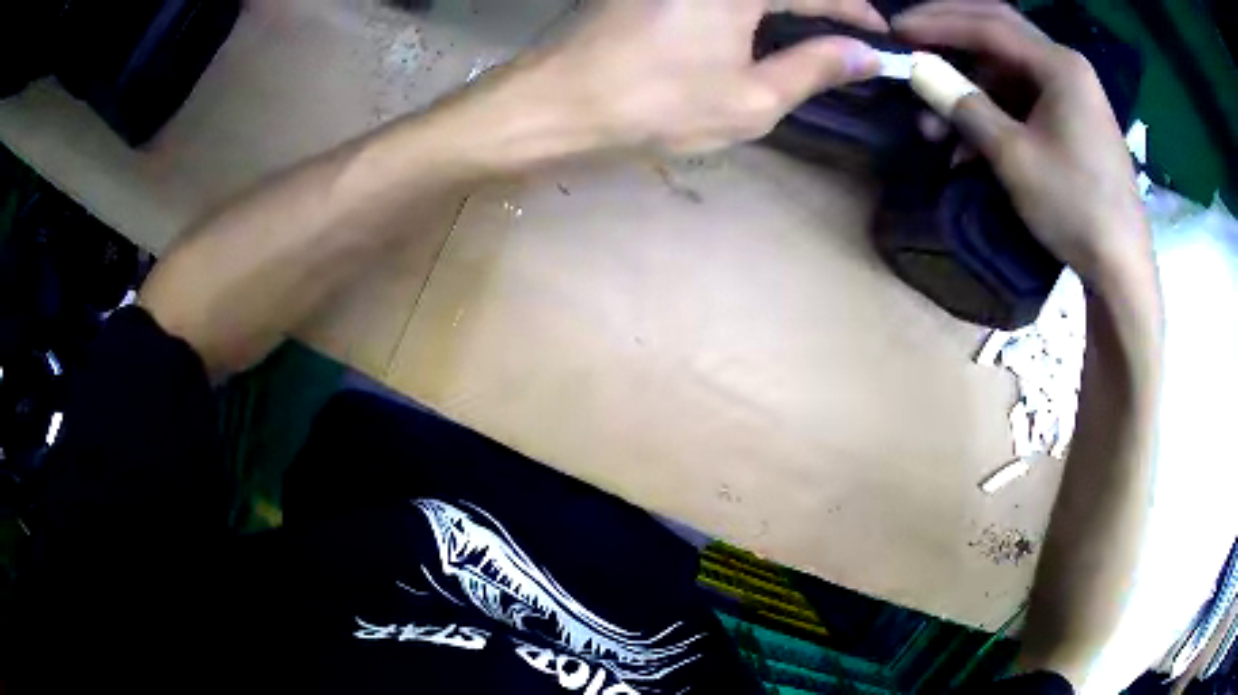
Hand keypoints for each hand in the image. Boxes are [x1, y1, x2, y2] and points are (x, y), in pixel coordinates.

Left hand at [519, 0, 887, 153]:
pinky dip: (749, 10)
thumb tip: (866, 54)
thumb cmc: (656, 106)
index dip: (855, 11)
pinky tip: (758, 27)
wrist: (557, 105)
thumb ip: (815, 68)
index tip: (882, 34)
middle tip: (847, 32)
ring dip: (786, 9)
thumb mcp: (751, 99)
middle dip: (821, 7)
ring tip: (812, 32)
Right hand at [894, 1, 1151, 288]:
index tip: (897, 30)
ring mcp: (1074, 96)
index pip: (988, 24)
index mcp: (1060, 65)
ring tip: (939, 127)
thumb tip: (916, 68)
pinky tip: (974, 146)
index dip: (938, 22)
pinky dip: (996, 115)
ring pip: (1010, 74)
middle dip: (953, 43)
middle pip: (1000, 37)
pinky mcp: (1076, 123)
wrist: (1123, 270)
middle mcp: (1068, 68)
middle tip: (914, 52)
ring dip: (972, 91)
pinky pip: (1027, 101)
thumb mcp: (1014, 156)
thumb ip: (964, 104)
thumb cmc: (1075, 208)